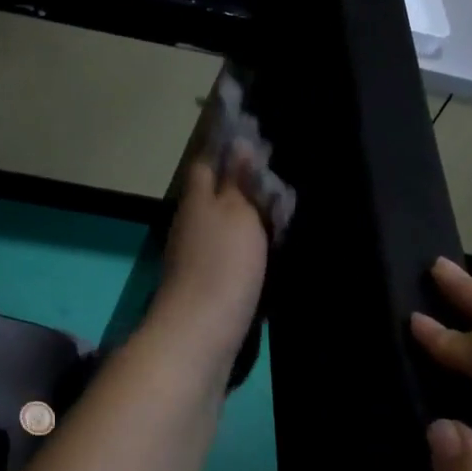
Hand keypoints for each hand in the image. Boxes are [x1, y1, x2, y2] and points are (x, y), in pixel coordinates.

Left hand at [147, 147, 268, 364]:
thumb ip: (238, 181)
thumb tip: (239, 144)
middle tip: (279, 176)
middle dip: (241, 183)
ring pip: (222, 224)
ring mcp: (195, 257)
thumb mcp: (237, 213)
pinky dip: (246, 246)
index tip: (254, 136)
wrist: (201, 333)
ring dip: (245, 215)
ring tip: (281, 209)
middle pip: (214, 194)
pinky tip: (266, 249)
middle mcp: (190, 224)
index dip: (227, 148)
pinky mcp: (206, 286)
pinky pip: (228, 253)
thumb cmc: (222, 264)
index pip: (206, 162)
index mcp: (197, 199)